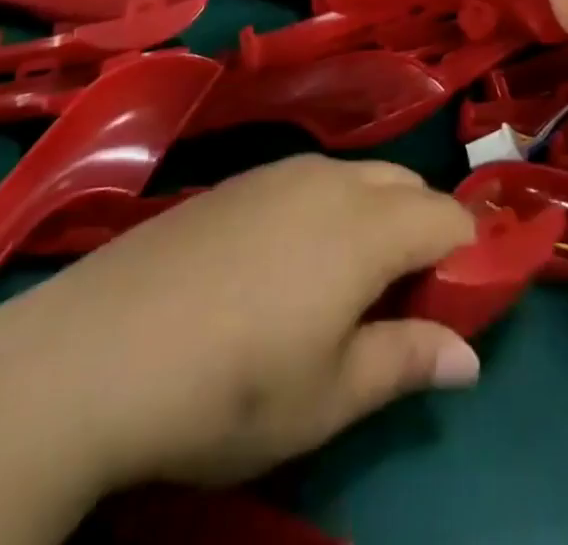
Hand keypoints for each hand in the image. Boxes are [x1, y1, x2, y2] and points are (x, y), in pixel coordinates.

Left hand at [0, 155, 479, 498]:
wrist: (97, 349)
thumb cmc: (230, 386)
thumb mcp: (330, 395)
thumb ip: (408, 360)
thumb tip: (470, 357)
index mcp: (367, 225)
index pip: (449, 217)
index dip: (469, 256)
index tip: (457, 305)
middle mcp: (330, 179)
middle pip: (407, 185)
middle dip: (423, 231)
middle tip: (400, 302)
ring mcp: (278, 171)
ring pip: (357, 178)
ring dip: (375, 217)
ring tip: (342, 287)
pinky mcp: (238, 179)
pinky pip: (309, 180)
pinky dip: (328, 209)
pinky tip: (284, 266)